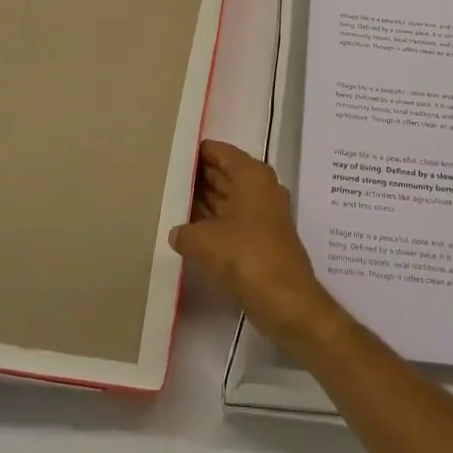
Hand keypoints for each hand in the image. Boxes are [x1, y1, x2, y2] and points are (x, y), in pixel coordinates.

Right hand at [170, 140, 343, 350]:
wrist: (286, 301)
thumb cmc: (246, 257)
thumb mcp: (204, 241)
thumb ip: (184, 231)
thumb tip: (177, 232)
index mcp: (252, 174)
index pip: (220, 152)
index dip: (197, 153)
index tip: (172, 155)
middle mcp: (260, 187)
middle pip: (224, 173)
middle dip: (198, 178)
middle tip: (166, 180)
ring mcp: (263, 213)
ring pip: (228, 198)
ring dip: (203, 202)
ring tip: (171, 203)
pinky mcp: (262, 237)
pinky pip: (232, 219)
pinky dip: (213, 222)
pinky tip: (189, 231)